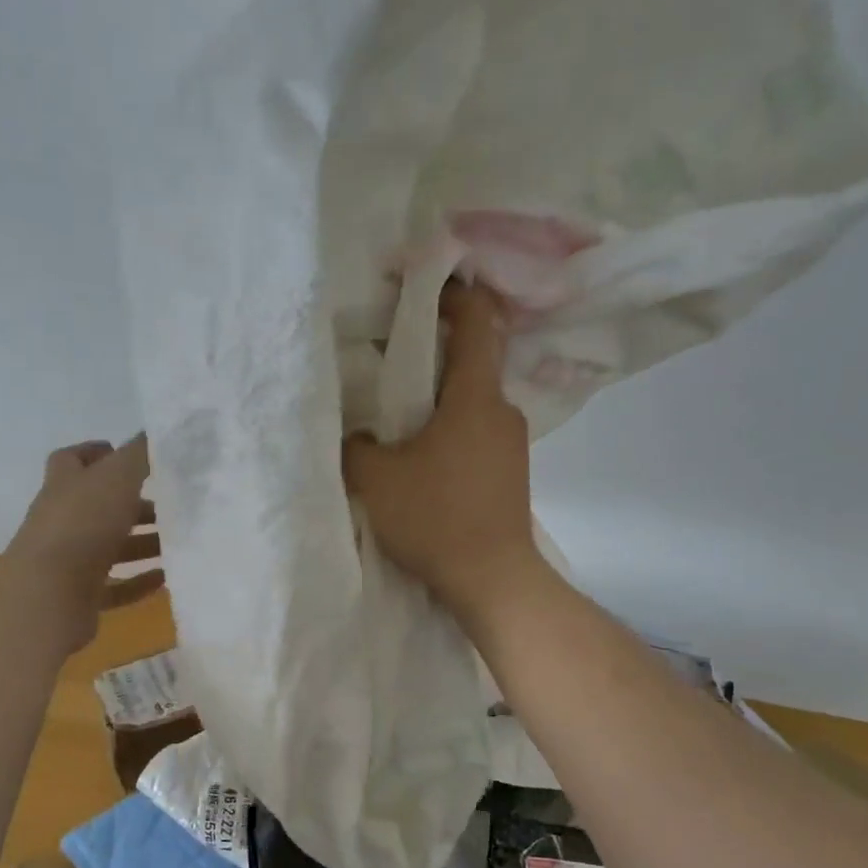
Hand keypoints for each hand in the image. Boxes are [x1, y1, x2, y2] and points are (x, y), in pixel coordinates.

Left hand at [4, 436, 163, 651]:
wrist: (47, 592)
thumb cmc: (83, 523)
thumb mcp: (118, 477)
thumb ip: (141, 453)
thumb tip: (160, 429)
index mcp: (65, 485)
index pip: (72, 460)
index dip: (96, 453)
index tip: (126, 454)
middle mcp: (62, 519)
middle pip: (99, 505)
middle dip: (134, 504)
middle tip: (170, 504)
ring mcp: (68, 560)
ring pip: (109, 546)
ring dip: (142, 543)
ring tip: (177, 542)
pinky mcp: (78, 595)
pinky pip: (113, 586)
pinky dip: (138, 582)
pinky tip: (165, 578)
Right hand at [344, 280, 539, 617]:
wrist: (492, 580)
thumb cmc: (436, 518)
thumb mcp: (377, 479)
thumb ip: (356, 445)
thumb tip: (357, 434)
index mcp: (475, 397)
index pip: (476, 321)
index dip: (451, 294)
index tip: (418, 286)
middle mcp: (502, 410)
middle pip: (471, 359)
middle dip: (433, 348)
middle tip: (389, 353)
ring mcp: (511, 442)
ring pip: (472, 399)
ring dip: (439, 394)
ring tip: (397, 408)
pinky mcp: (509, 471)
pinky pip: (476, 430)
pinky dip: (449, 425)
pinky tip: (420, 450)